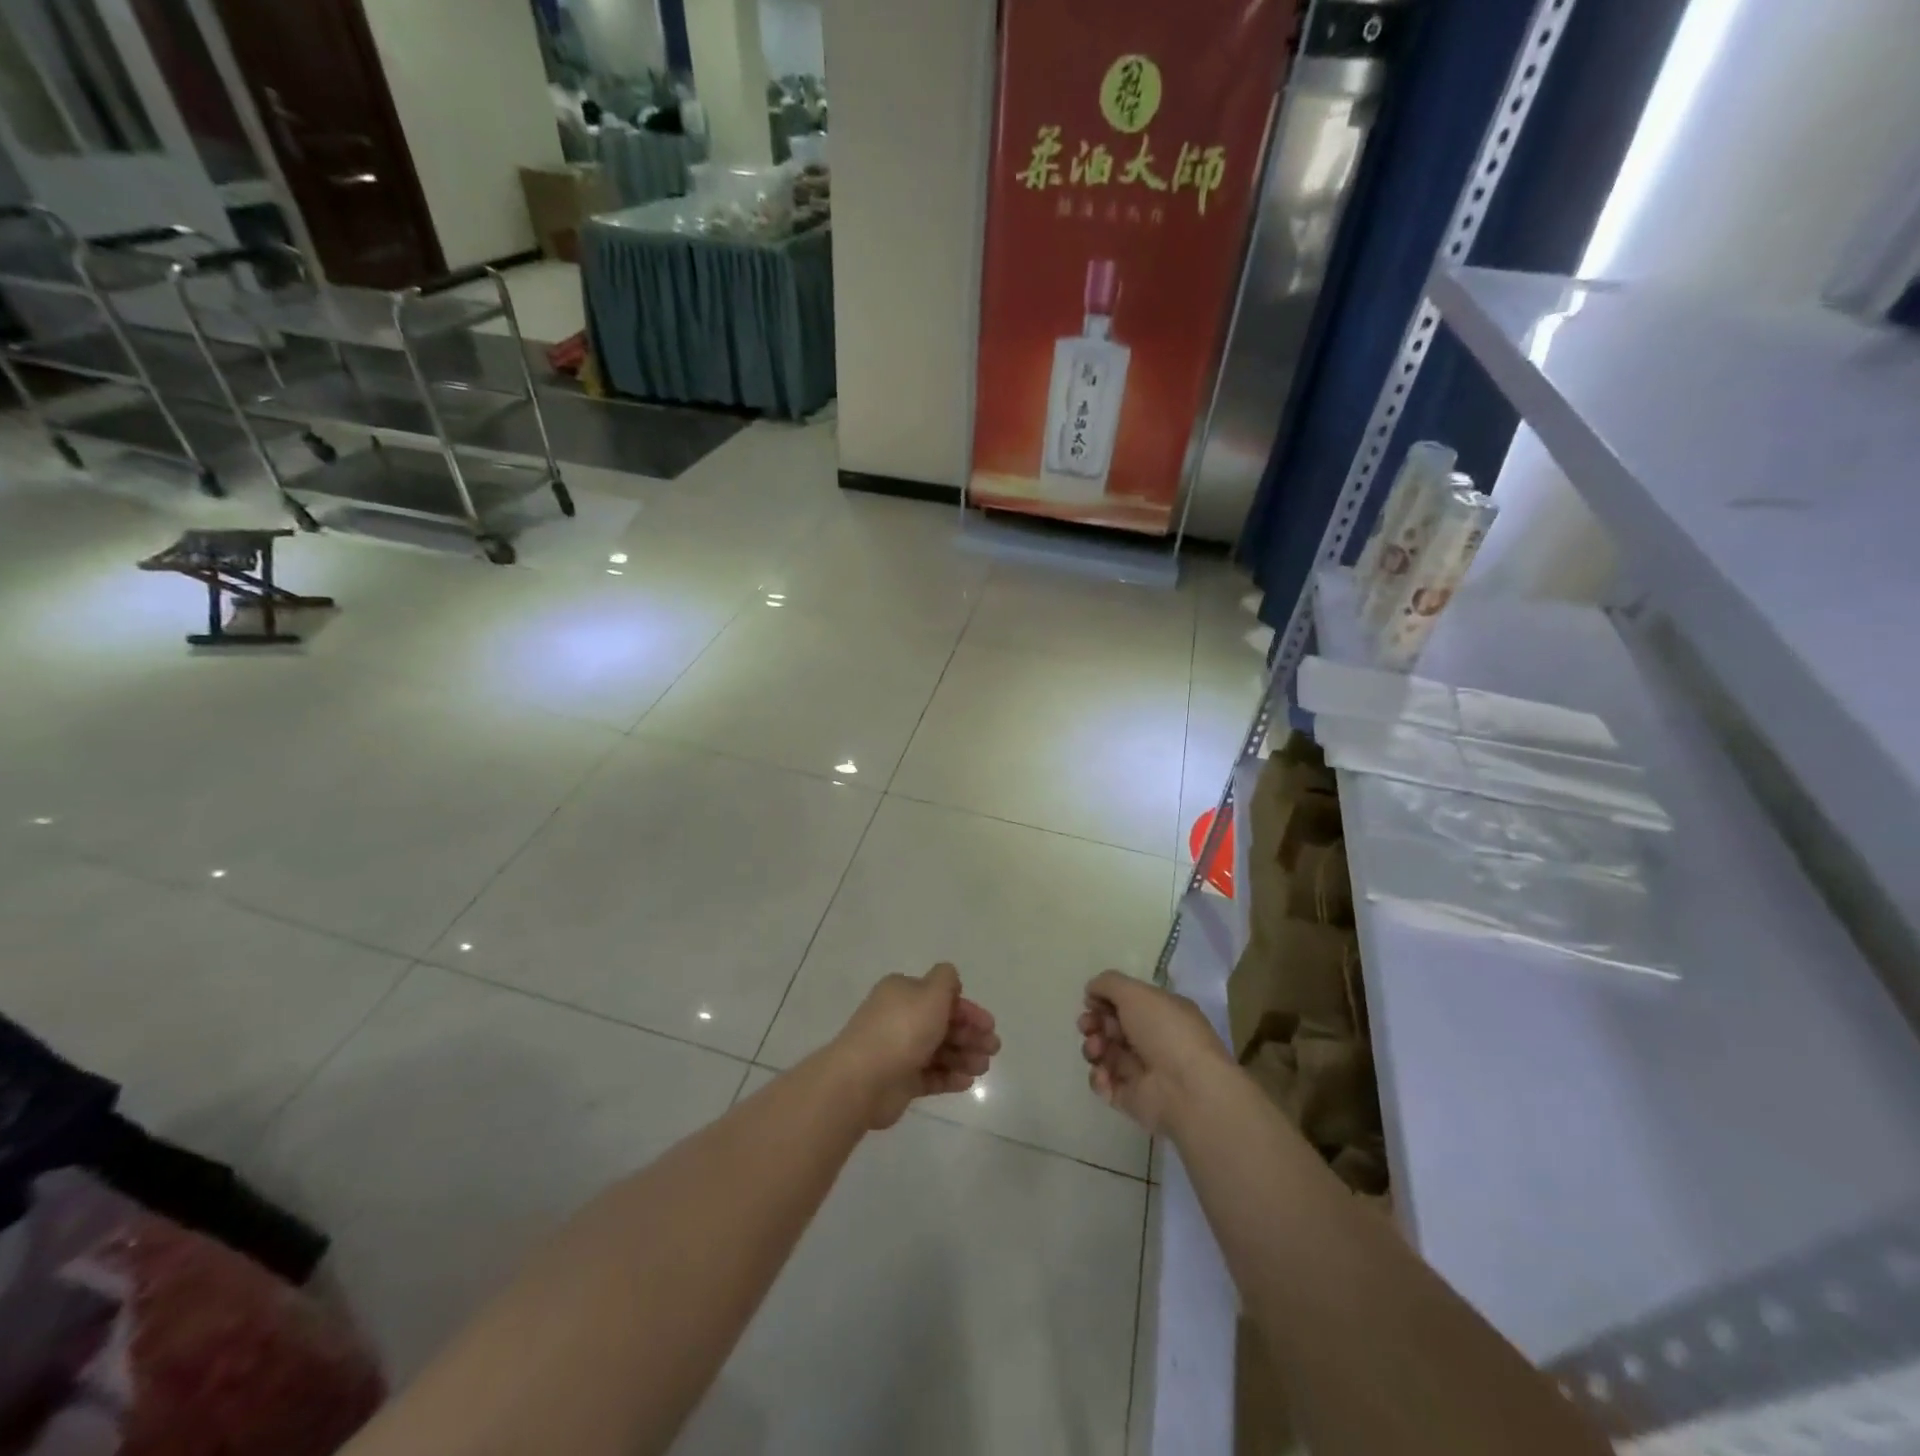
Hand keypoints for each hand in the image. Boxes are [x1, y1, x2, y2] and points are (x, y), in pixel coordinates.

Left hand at [832, 964, 999, 1129]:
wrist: (863, 1079)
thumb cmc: (902, 1030)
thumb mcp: (930, 993)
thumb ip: (946, 980)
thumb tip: (950, 979)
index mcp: (902, 992)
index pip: (940, 996)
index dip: (967, 1009)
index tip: (989, 1024)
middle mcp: (899, 1017)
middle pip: (941, 1023)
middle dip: (969, 1034)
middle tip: (993, 1048)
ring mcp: (898, 1050)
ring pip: (937, 1050)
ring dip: (963, 1056)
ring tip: (983, 1068)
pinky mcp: (898, 1081)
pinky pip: (929, 1075)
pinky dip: (949, 1076)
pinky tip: (967, 1081)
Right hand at [1079, 970, 1230, 1135]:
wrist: (1188, 1089)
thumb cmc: (1165, 1032)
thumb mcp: (1136, 993)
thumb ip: (1108, 984)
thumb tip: (1091, 990)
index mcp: (1160, 1012)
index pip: (1126, 1002)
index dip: (1104, 1000)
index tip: (1091, 1001)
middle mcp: (1152, 1039)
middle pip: (1111, 1027)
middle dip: (1094, 1023)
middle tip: (1088, 1026)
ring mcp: (1142, 1071)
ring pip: (1105, 1054)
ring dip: (1093, 1047)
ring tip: (1096, 1050)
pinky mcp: (1132, 1098)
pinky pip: (1106, 1084)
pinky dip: (1098, 1078)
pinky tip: (1104, 1074)